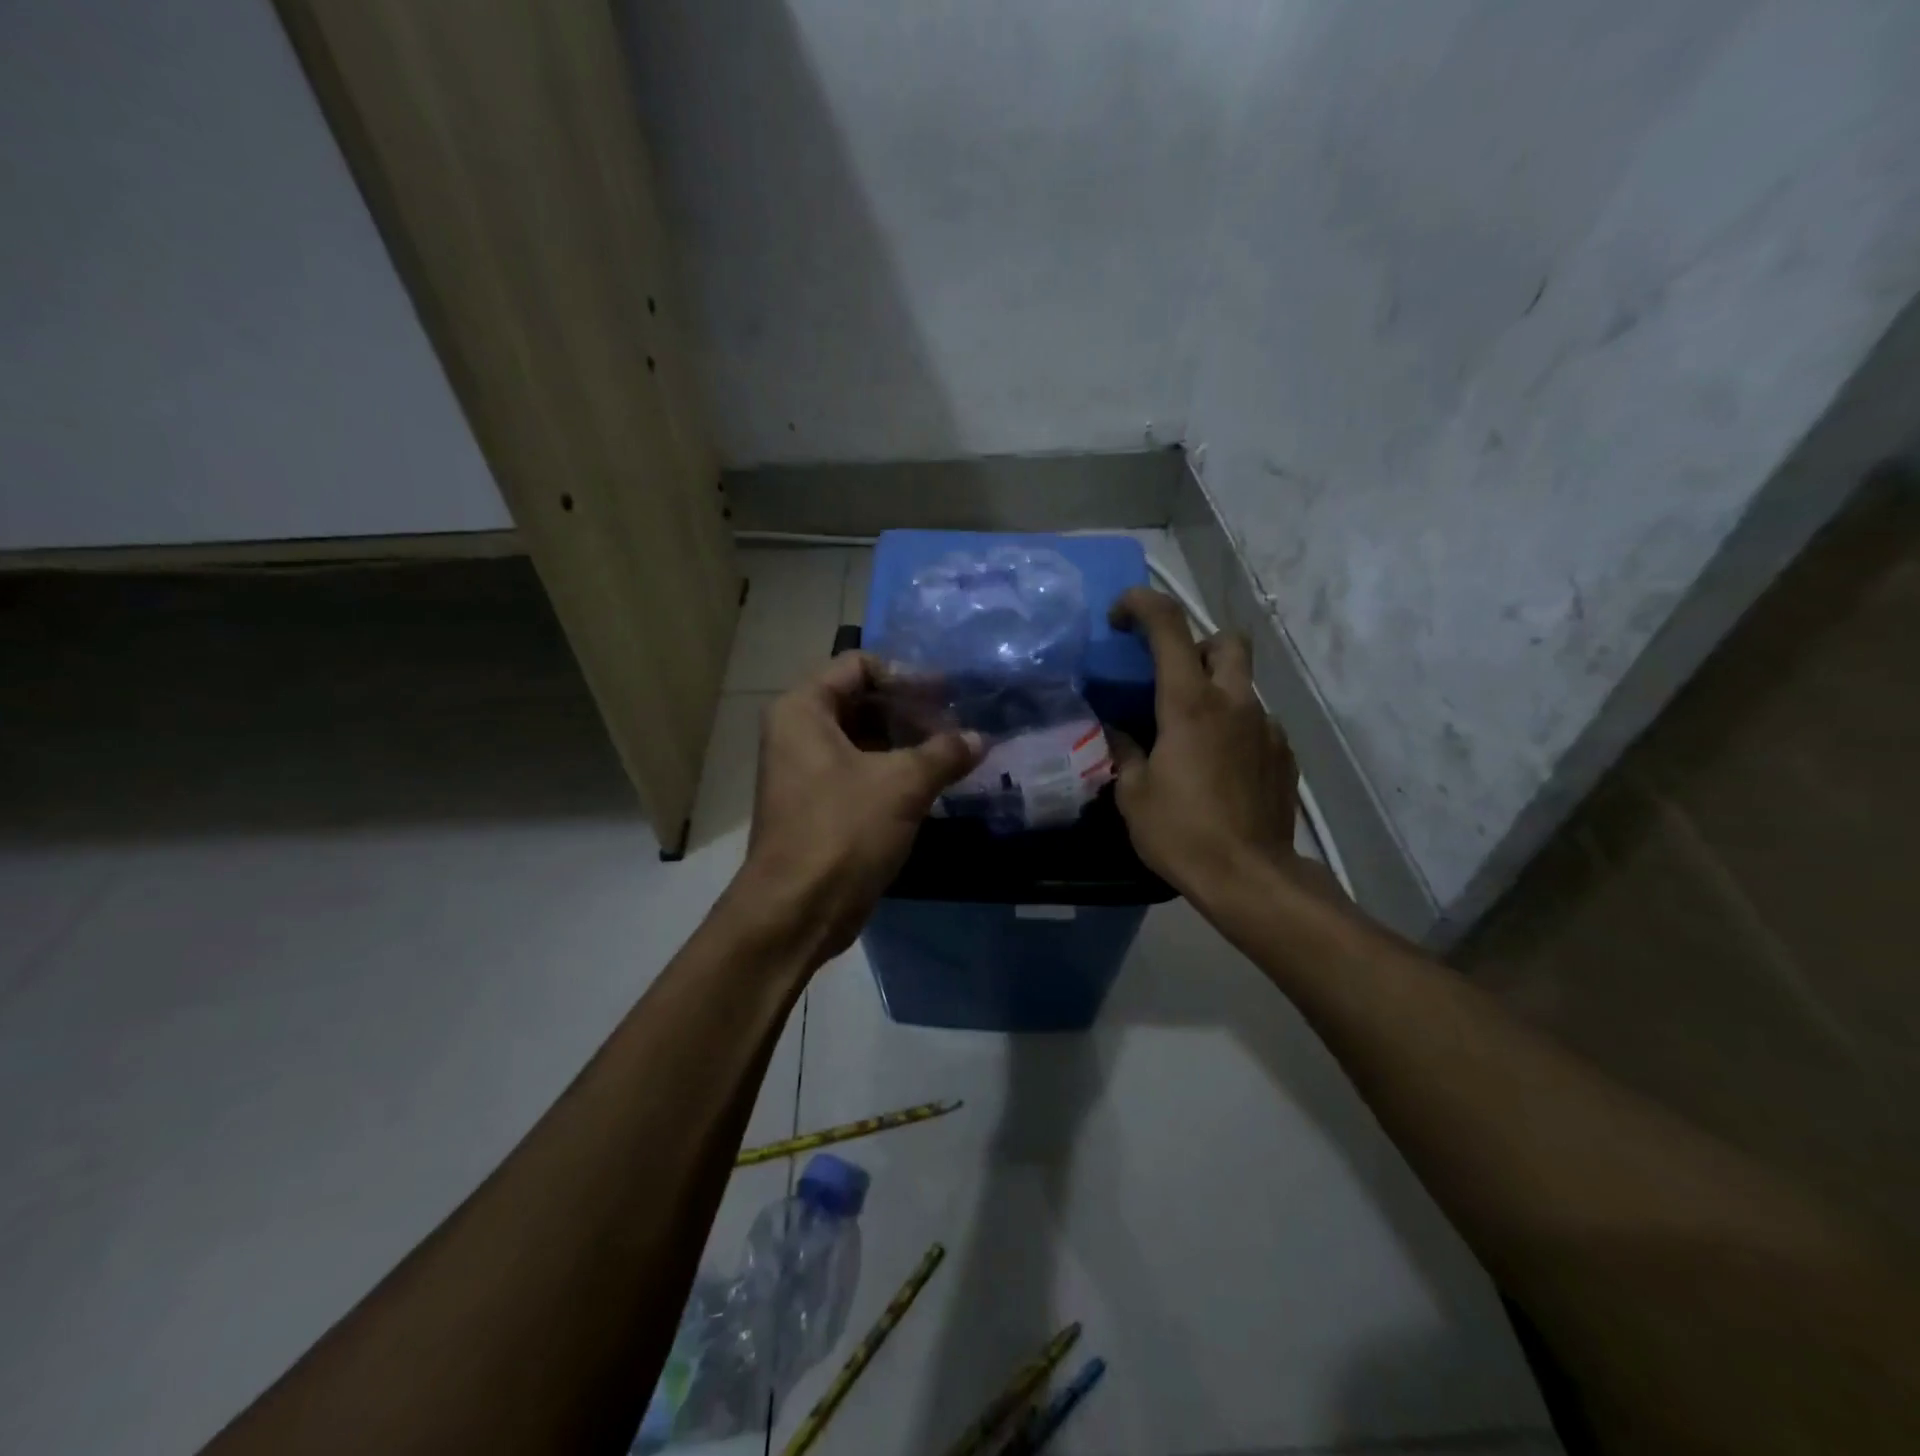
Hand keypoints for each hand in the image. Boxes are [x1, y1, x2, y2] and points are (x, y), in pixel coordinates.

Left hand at [734, 652, 980, 963]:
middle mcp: (799, 731)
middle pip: (862, 700)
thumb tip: (981, 737)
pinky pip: (862, 770)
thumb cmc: (843, 830)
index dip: (906, 675)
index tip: (947, 695)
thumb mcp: (902, 784)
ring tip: (954, 752)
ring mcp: (807, 769)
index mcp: (804, 709)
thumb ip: (945, 752)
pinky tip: (935, 781)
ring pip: (865, 737)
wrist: (797, 909)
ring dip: (908, 742)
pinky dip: (896, 770)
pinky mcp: (820, 803)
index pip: (859, 665)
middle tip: (957, 724)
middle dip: (911, 710)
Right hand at [1108, 588, 1299, 897]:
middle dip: (1197, 645)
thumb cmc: (1181, 832)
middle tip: (1171, 677)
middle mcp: (1234, 702)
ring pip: (1242, 684)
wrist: (1249, 877)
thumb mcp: (1132, 794)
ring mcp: (1265, 727)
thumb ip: (1123, 752)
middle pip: (1226, 641)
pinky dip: (1233, 728)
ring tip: (1190, 736)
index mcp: (1190, 703)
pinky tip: (1218, 767)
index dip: (1141, 605)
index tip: (1119, 615)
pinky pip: (1255, 722)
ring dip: (1215, 692)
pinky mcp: (1283, 754)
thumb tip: (1118, 732)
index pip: (1168, 626)